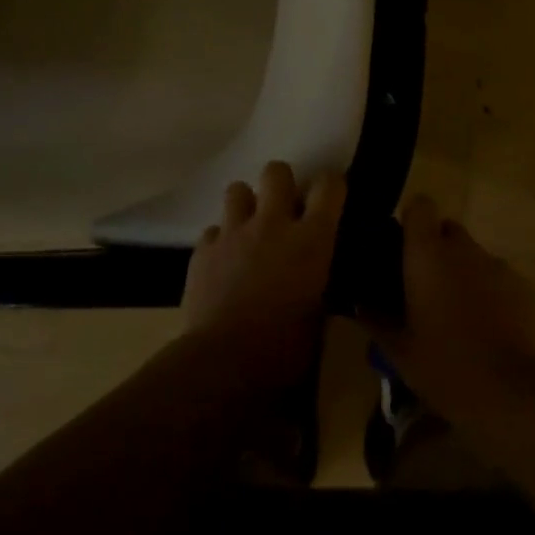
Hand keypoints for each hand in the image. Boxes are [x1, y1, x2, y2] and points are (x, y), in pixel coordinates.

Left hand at [181, 161, 344, 389]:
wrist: (223, 363)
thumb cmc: (284, 349)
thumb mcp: (318, 318)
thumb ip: (319, 286)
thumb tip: (319, 284)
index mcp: (311, 239)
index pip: (329, 186)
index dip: (331, 186)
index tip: (330, 197)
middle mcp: (272, 224)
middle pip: (277, 171)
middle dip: (281, 183)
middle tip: (284, 208)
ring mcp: (233, 233)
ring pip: (237, 189)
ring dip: (246, 205)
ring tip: (249, 229)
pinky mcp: (202, 251)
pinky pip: (213, 231)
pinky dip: (220, 242)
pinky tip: (223, 263)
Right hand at [364, 195, 534, 434]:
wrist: (507, 392)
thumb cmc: (442, 365)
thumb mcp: (398, 350)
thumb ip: (376, 319)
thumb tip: (360, 303)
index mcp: (427, 254)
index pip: (420, 206)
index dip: (413, 221)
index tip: (403, 245)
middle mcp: (462, 248)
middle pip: (448, 229)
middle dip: (437, 249)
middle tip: (426, 284)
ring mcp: (496, 264)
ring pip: (473, 255)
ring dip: (463, 271)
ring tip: (457, 310)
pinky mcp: (522, 285)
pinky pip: (497, 277)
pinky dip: (489, 291)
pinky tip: (486, 325)